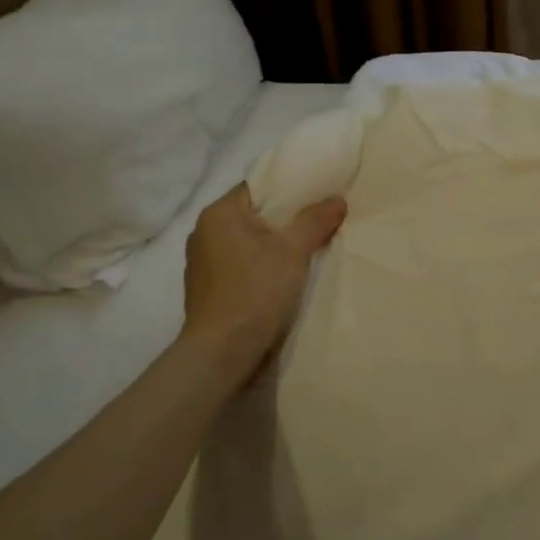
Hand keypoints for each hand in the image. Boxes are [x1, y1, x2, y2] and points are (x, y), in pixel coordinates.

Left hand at [179, 183, 346, 379]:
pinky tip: (283, 278)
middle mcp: (204, 232)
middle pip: (254, 214)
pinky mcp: (208, 288)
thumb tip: (336, 199)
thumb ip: (315, 220)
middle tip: (320, 223)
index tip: (318, 197)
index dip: (289, 189)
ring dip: (274, 245)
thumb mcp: (293, 251)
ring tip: (306, 251)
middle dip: (286, 219)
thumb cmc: (256, 291)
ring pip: (248, 241)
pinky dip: (261, 265)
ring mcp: (203, 262)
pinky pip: (241, 264)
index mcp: (218, 214)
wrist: (223, 352)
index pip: (258, 187)